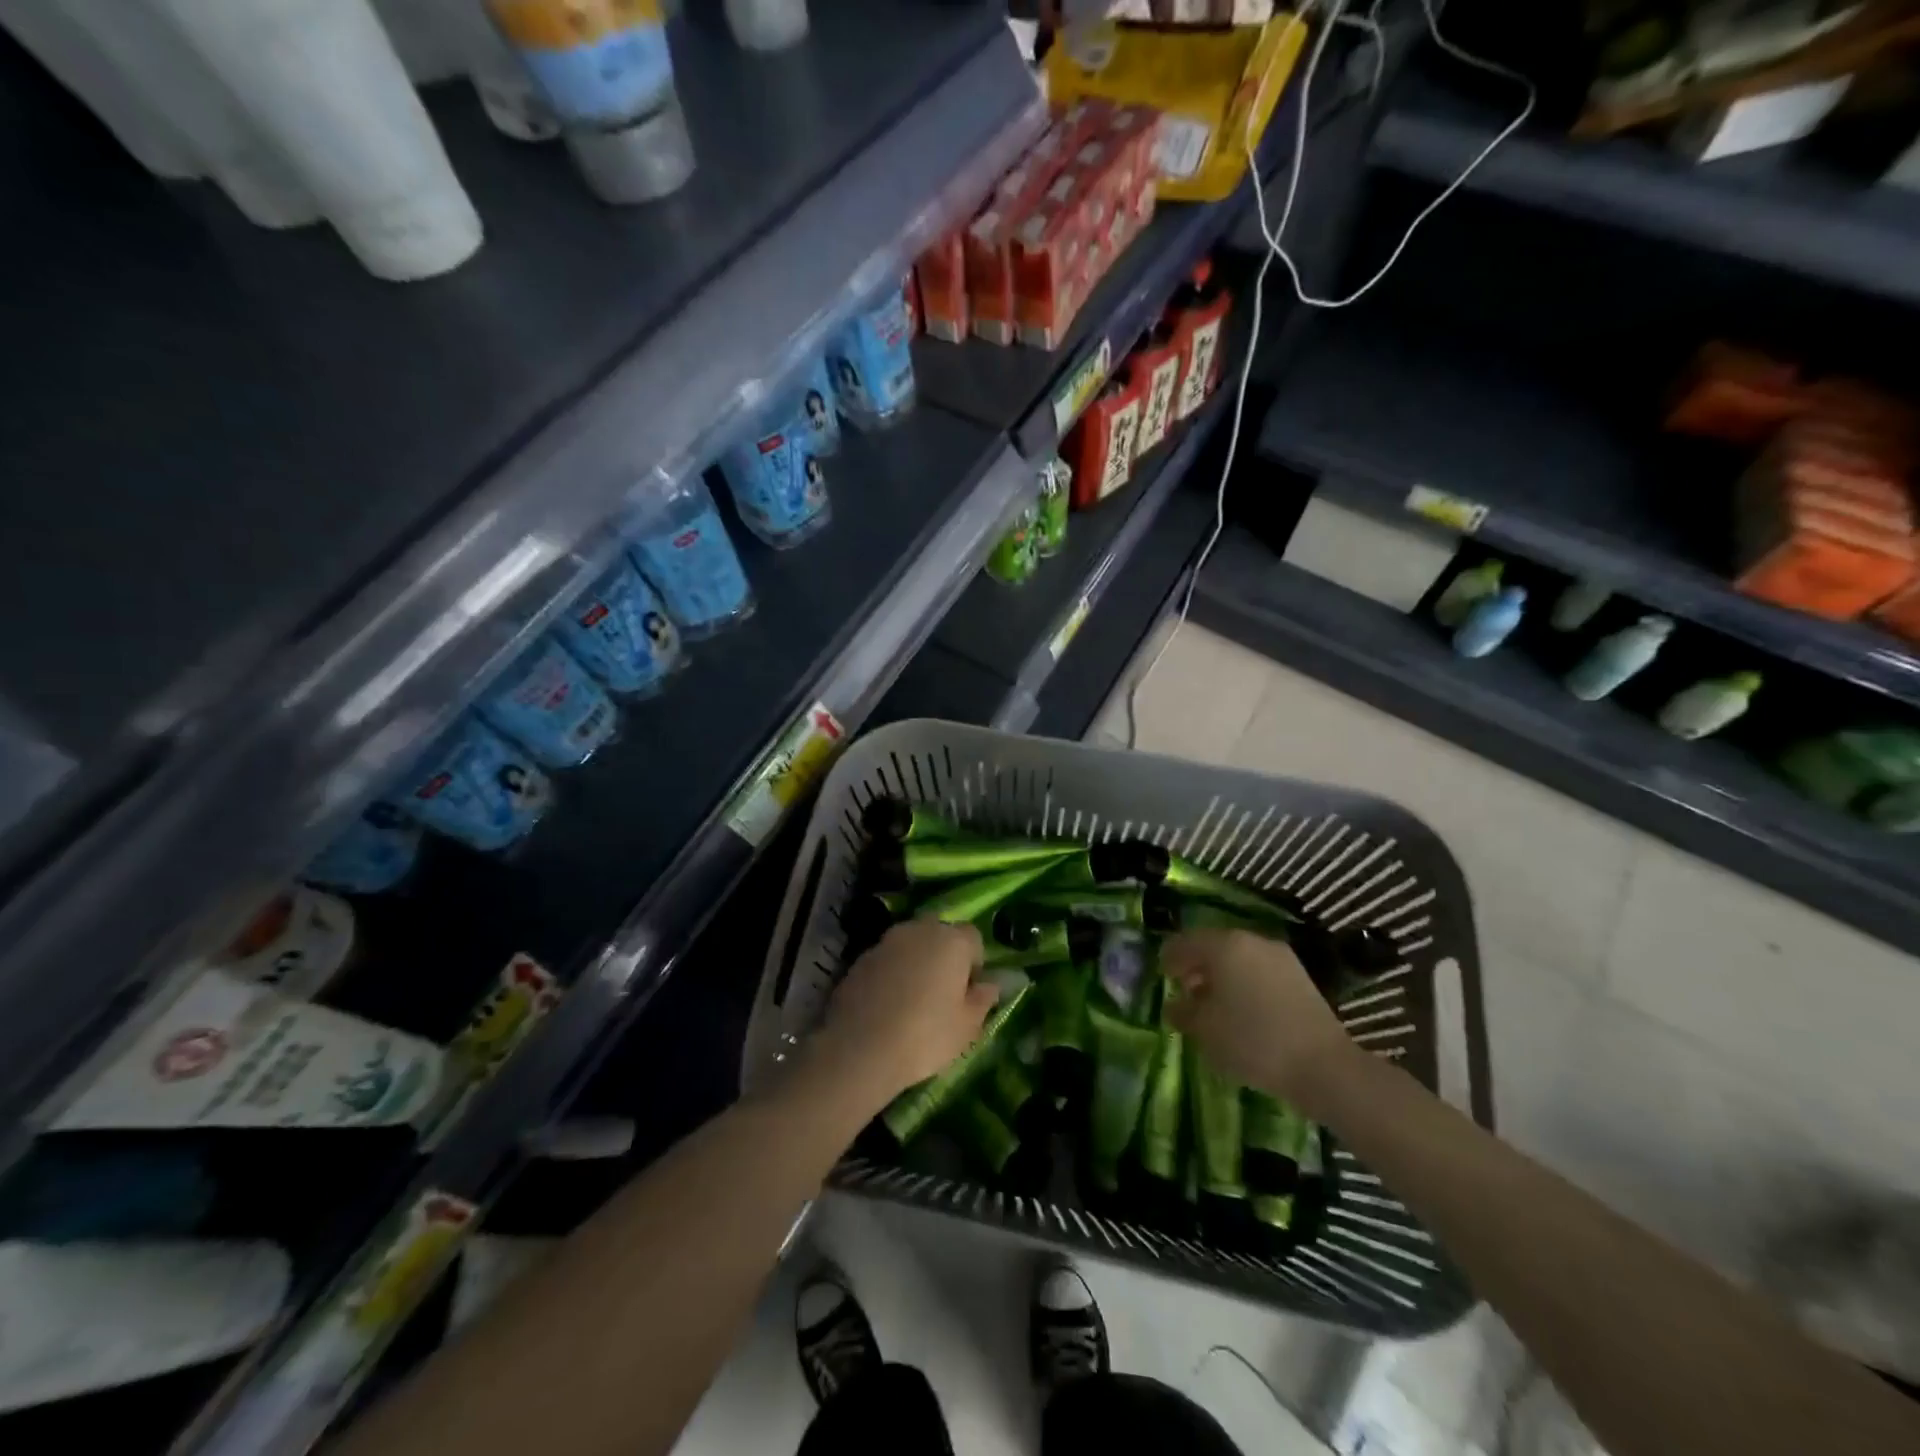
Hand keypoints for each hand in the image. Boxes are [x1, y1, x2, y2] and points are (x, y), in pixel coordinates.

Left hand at [807, 918, 995, 1107]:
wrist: (860, 1048)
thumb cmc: (926, 1036)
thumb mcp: (967, 1027)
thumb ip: (982, 999)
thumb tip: (989, 984)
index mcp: (952, 941)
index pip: (974, 937)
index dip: (974, 963)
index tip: (969, 991)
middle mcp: (920, 930)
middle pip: (940, 933)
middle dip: (944, 955)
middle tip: (942, 991)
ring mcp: (887, 941)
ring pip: (911, 944)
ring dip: (916, 961)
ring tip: (913, 998)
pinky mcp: (860, 958)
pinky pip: (887, 959)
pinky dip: (892, 972)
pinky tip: (888, 1003)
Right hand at [1161, 929, 1353, 1105]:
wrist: (1323, 1066)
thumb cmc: (1252, 1040)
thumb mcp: (1204, 1030)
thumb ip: (1183, 1013)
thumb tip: (1175, 1005)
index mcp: (1223, 945)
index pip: (1183, 943)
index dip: (1168, 960)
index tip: (1163, 979)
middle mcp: (1252, 941)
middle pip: (1213, 947)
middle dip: (1196, 968)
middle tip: (1186, 993)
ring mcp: (1280, 957)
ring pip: (1239, 959)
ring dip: (1222, 977)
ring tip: (1215, 1007)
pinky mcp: (1300, 977)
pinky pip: (1260, 972)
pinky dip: (1245, 985)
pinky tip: (1244, 1013)